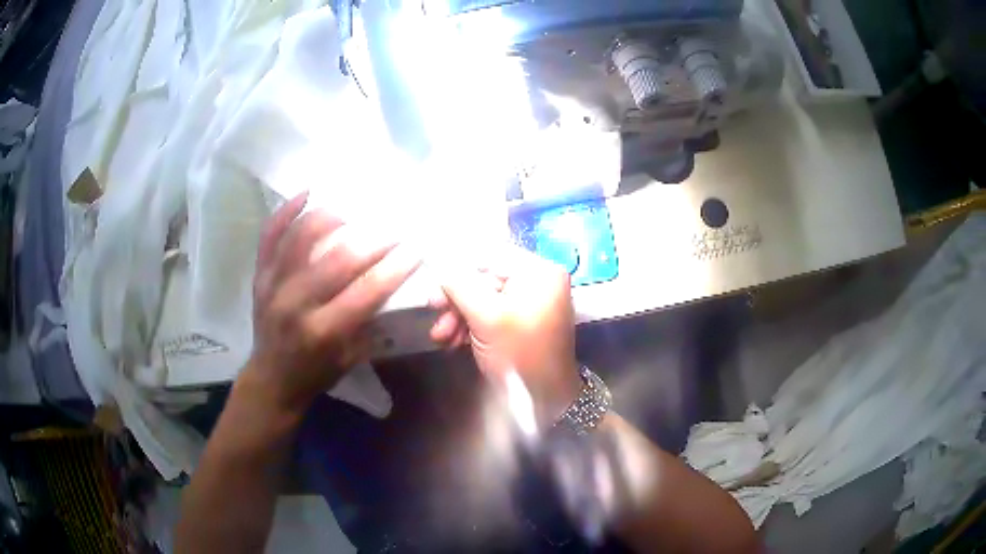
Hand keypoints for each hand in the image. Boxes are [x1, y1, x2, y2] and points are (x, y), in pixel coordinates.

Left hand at [241, 192, 421, 415]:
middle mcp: (295, 305)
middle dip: (371, 241)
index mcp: (322, 332)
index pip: (364, 293)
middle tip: (392, 227)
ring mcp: (272, 285)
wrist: (271, 379)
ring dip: (330, 218)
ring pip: (300, 239)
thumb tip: (395, 287)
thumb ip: (371, 323)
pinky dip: (286, 211)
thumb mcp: (350, 359)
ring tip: (351, 212)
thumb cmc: (316, 373)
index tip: (415, 248)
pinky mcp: (259, 275)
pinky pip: (269, 235)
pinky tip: (306, 193)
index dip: (393, 268)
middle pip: (336, 261)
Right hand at [439, 246, 582, 427]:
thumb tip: (434, 255)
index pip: (491, 254)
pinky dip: (470, 325)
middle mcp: (537, 281)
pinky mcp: (520, 322)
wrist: (544, 400)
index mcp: (539, 271)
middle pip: (485, 277)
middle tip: (432, 308)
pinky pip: (490, 314)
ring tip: (440, 335)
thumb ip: (458, 284)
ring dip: (458, 315)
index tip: (432, 277)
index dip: (458, 264)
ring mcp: (529, 303)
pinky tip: (451, 341)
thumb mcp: (487, 317)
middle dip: (456, 297)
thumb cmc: (520, 354)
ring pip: (483, 298)